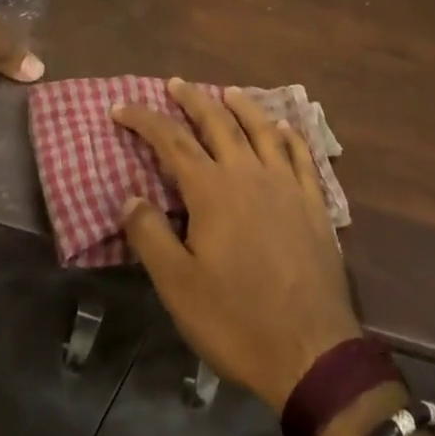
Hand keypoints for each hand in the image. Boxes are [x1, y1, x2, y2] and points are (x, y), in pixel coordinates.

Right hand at [112, 79, 361, 408]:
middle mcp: (248, 173)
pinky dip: (289, 136)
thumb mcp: (178, 287)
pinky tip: (284, 128)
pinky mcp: (313, 203)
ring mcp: (285, 185)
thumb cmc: (237, 320)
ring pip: (261, 130)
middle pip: (217, 122)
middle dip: (192, 99)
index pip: (171, 140)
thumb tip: (129, 196)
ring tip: (228, 91)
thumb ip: (150, 236)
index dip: (144, 119)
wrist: (311, 352)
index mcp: (212, 190)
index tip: (121, 107)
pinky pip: (300, 156)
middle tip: (175, 83)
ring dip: (242, 105)